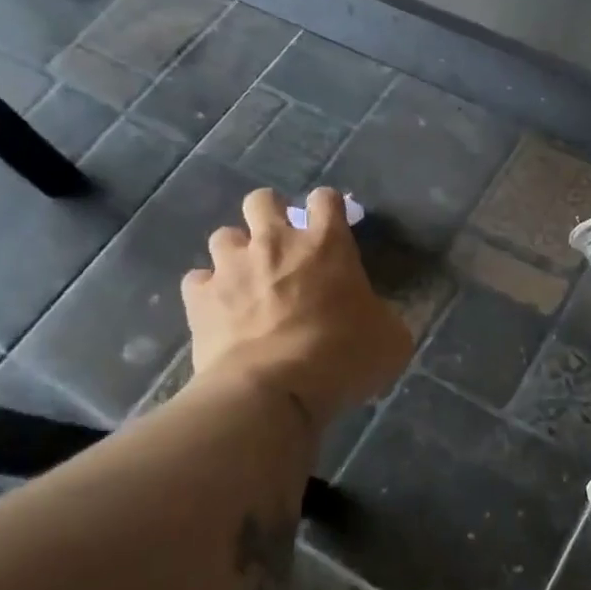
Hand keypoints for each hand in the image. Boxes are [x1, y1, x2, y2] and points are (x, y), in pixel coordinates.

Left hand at [181, 188, 411, 426]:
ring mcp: (233, 267)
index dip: (328, 206)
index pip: (326, 199)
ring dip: (236, 252)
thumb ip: (384, 315)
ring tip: (246, 276)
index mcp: (327, 244)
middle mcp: (276, 242)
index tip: (332, 223)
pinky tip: (219, 308)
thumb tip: (379, 316)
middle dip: (270, 213)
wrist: (272, 390)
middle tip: (281, 241)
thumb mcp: (391, 339)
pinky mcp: (200, 297)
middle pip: (263, 200)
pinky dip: (209, 290)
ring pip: (224, 235)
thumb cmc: (342, 357)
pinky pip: (199, 280)